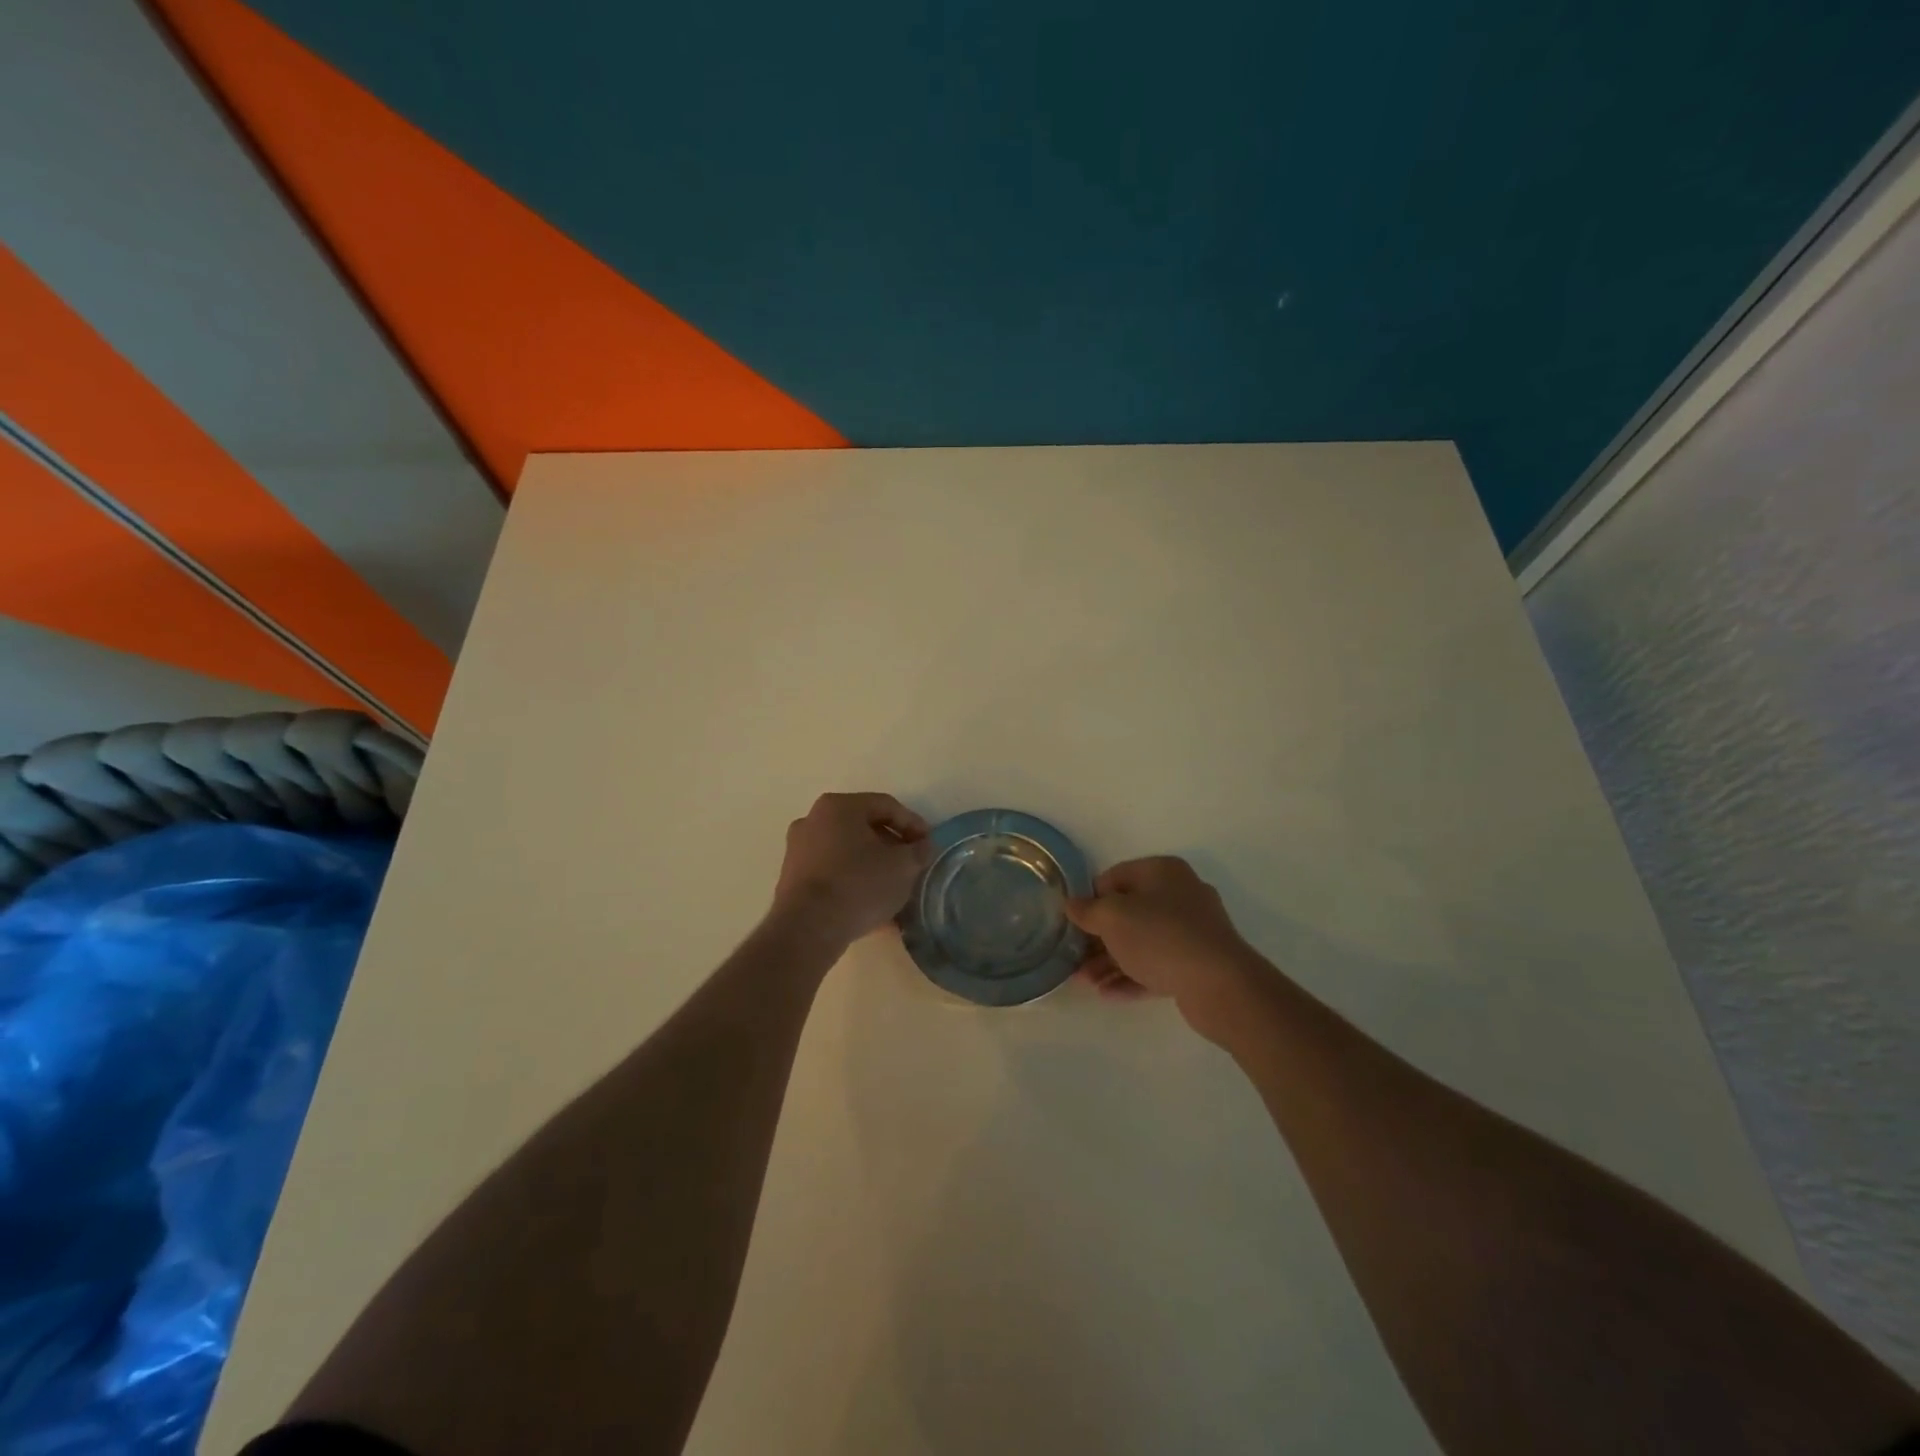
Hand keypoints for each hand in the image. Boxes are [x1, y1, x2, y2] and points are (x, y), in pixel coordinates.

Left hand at [771, 792, 932, 947]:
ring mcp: (798, 850)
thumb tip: (923, 847)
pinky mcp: (792, 879)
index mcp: (839, 806)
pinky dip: (854, 883)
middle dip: (892, 846)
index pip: (886, 806)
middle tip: (911, 865)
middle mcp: (813, 820)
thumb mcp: (903, 866)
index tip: (929, 845)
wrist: (808, 928)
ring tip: (895, 889)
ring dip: (873, 867)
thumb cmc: (859, 884)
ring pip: (847, 852)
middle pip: (864, 828)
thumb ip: (919, 851)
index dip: (913, 824)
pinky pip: (833, 873)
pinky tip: (873, 907)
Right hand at [1066, 856, 1268, 1042]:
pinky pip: (1157, 965)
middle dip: (1098, 937)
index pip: (1114, 877)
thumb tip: (1071, 904)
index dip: (1090, 899)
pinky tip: (1108, 994)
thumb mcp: (1113, 918)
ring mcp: (1192, 931)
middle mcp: (1180, 894)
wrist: (1221, 985)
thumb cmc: (1160, 937)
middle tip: (1075, 958)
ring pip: (1141, 942)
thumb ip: (1087, 910)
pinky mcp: (1198, 963)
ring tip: (1085, 982)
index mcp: (1162, 872)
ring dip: (1111, 961)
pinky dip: (1132, 976)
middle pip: (1128, 912)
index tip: (1072, 923)